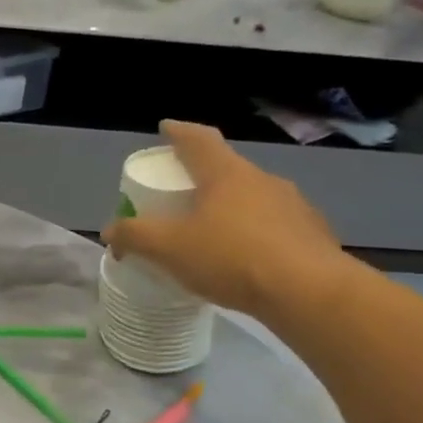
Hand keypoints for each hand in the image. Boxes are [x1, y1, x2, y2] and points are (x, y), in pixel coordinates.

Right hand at [103, 120, 346, 316]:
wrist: (310, 294)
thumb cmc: (231, 258)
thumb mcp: (169, 248)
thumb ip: (135, 236)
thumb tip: (110, 231)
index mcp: (226, 174)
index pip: (199, 140)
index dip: (178, 132)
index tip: (166, 128)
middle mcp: (263, 181)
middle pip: (225, 169)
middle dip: (200, 178)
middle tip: (179, 192)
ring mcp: (294, 207)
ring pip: (251, 198)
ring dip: (228, 208)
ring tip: (209, 232)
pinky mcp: (312, 235)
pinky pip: (272, 226)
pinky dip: (252, 234)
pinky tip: (241, 260)